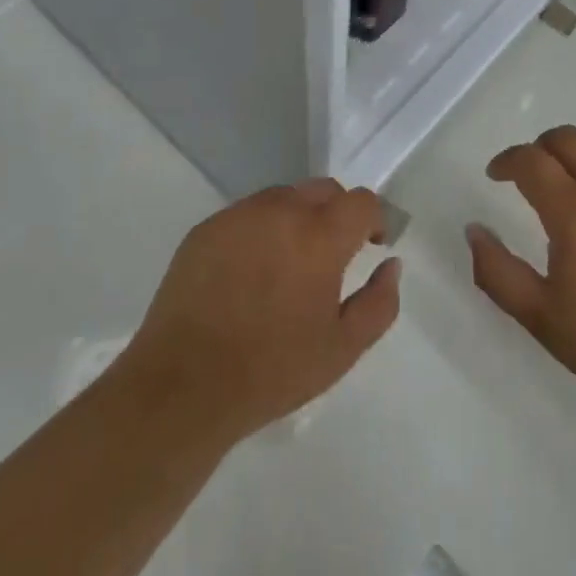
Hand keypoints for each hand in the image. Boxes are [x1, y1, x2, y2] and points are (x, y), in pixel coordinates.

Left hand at [118, 179, 401, 445]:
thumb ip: (379, 302)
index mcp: (319, 236)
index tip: (370, 245)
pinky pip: (247, 214)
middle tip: (332, 255)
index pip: (361, 201)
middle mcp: (281, 211)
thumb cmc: (271, 370)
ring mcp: (239, 215)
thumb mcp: (342, 349)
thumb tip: (391, 264)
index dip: (373, 219)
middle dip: (337, 213)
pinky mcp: (206, 227)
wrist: (183, 386)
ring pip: (283, 197)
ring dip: (298, 218)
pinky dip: (260, 230)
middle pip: (323, 189)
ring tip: (288, 264)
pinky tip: (250, 272)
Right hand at [466, 126, 575, 419]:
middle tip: (528, 174)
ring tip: (570, 177)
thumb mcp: (541, 318)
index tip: (495, 175)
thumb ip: (497, 272)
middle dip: (539, 146)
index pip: (531, 160)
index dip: (506, 160)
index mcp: (574, 212)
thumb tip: (474, 230)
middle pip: (567, 138)